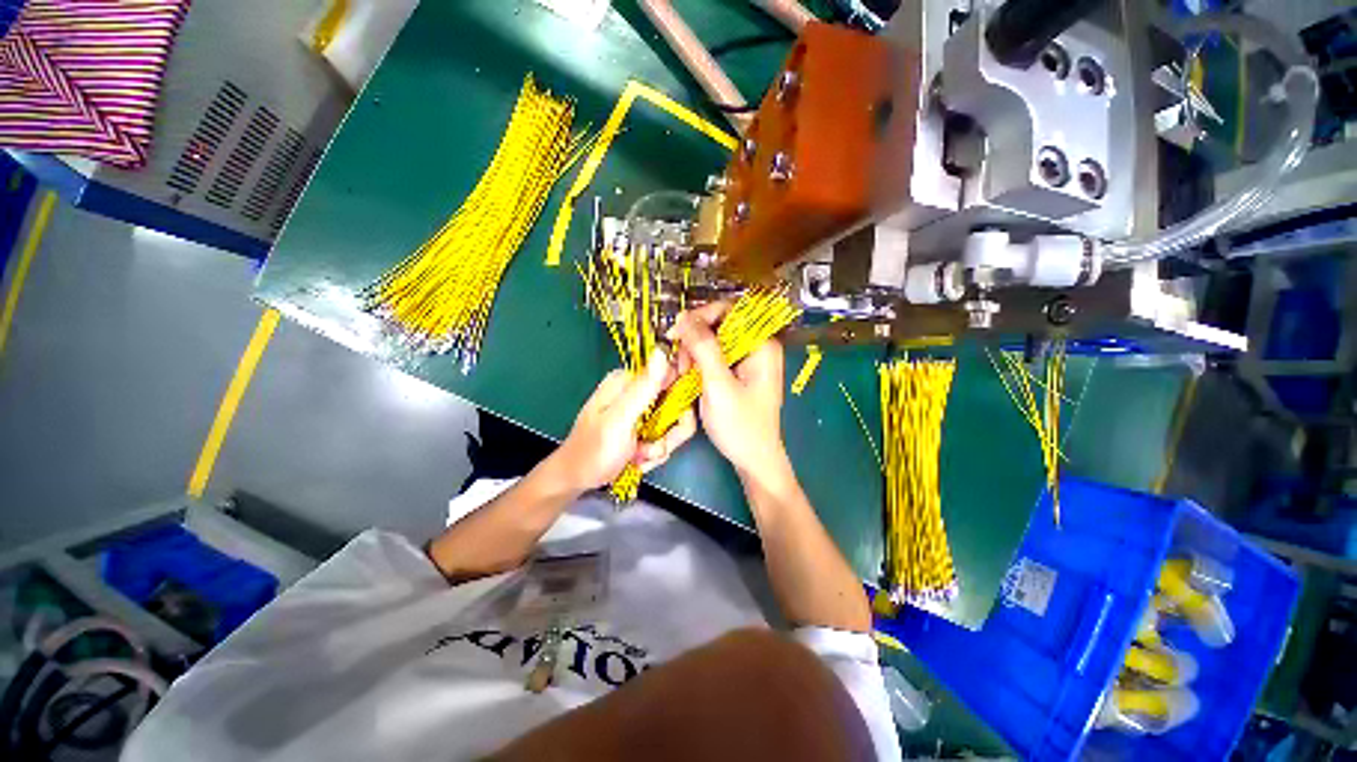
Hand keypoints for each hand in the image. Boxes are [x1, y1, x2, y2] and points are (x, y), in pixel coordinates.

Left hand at [553, 349, 696, 491]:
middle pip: (678, 403)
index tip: (671, 423)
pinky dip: (655, 451)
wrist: (576, 479)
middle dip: (668, 432)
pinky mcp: (644, 426)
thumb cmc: (593, 451)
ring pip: (675, 423)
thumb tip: (662, 352)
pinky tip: (638, 458)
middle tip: (648, 447)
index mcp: (628, 381)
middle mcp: (636, 391)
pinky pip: (666, 436)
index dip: (679, 398)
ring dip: (660, 445)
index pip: (673, 375)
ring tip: (638, 455)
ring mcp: (642, 410)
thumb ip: (642, 389)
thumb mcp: (619, 420)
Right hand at [671, 303, 788, 482]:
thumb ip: (703, 349)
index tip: (676, 332)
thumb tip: (684, 317)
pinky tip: (688, 378)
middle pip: (719, 325)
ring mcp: (747, 359)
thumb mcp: (719, 386)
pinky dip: (698, 364)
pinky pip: (713, 356)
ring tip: (683, 375)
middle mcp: (756, 346)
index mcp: (761, 344)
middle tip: (680, 363)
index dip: (701, 316)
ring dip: (693, 354)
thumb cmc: (741, 426)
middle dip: (695, 340)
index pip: (729, 310)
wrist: (753, 460)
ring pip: (712, 341)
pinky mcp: (737, 372)